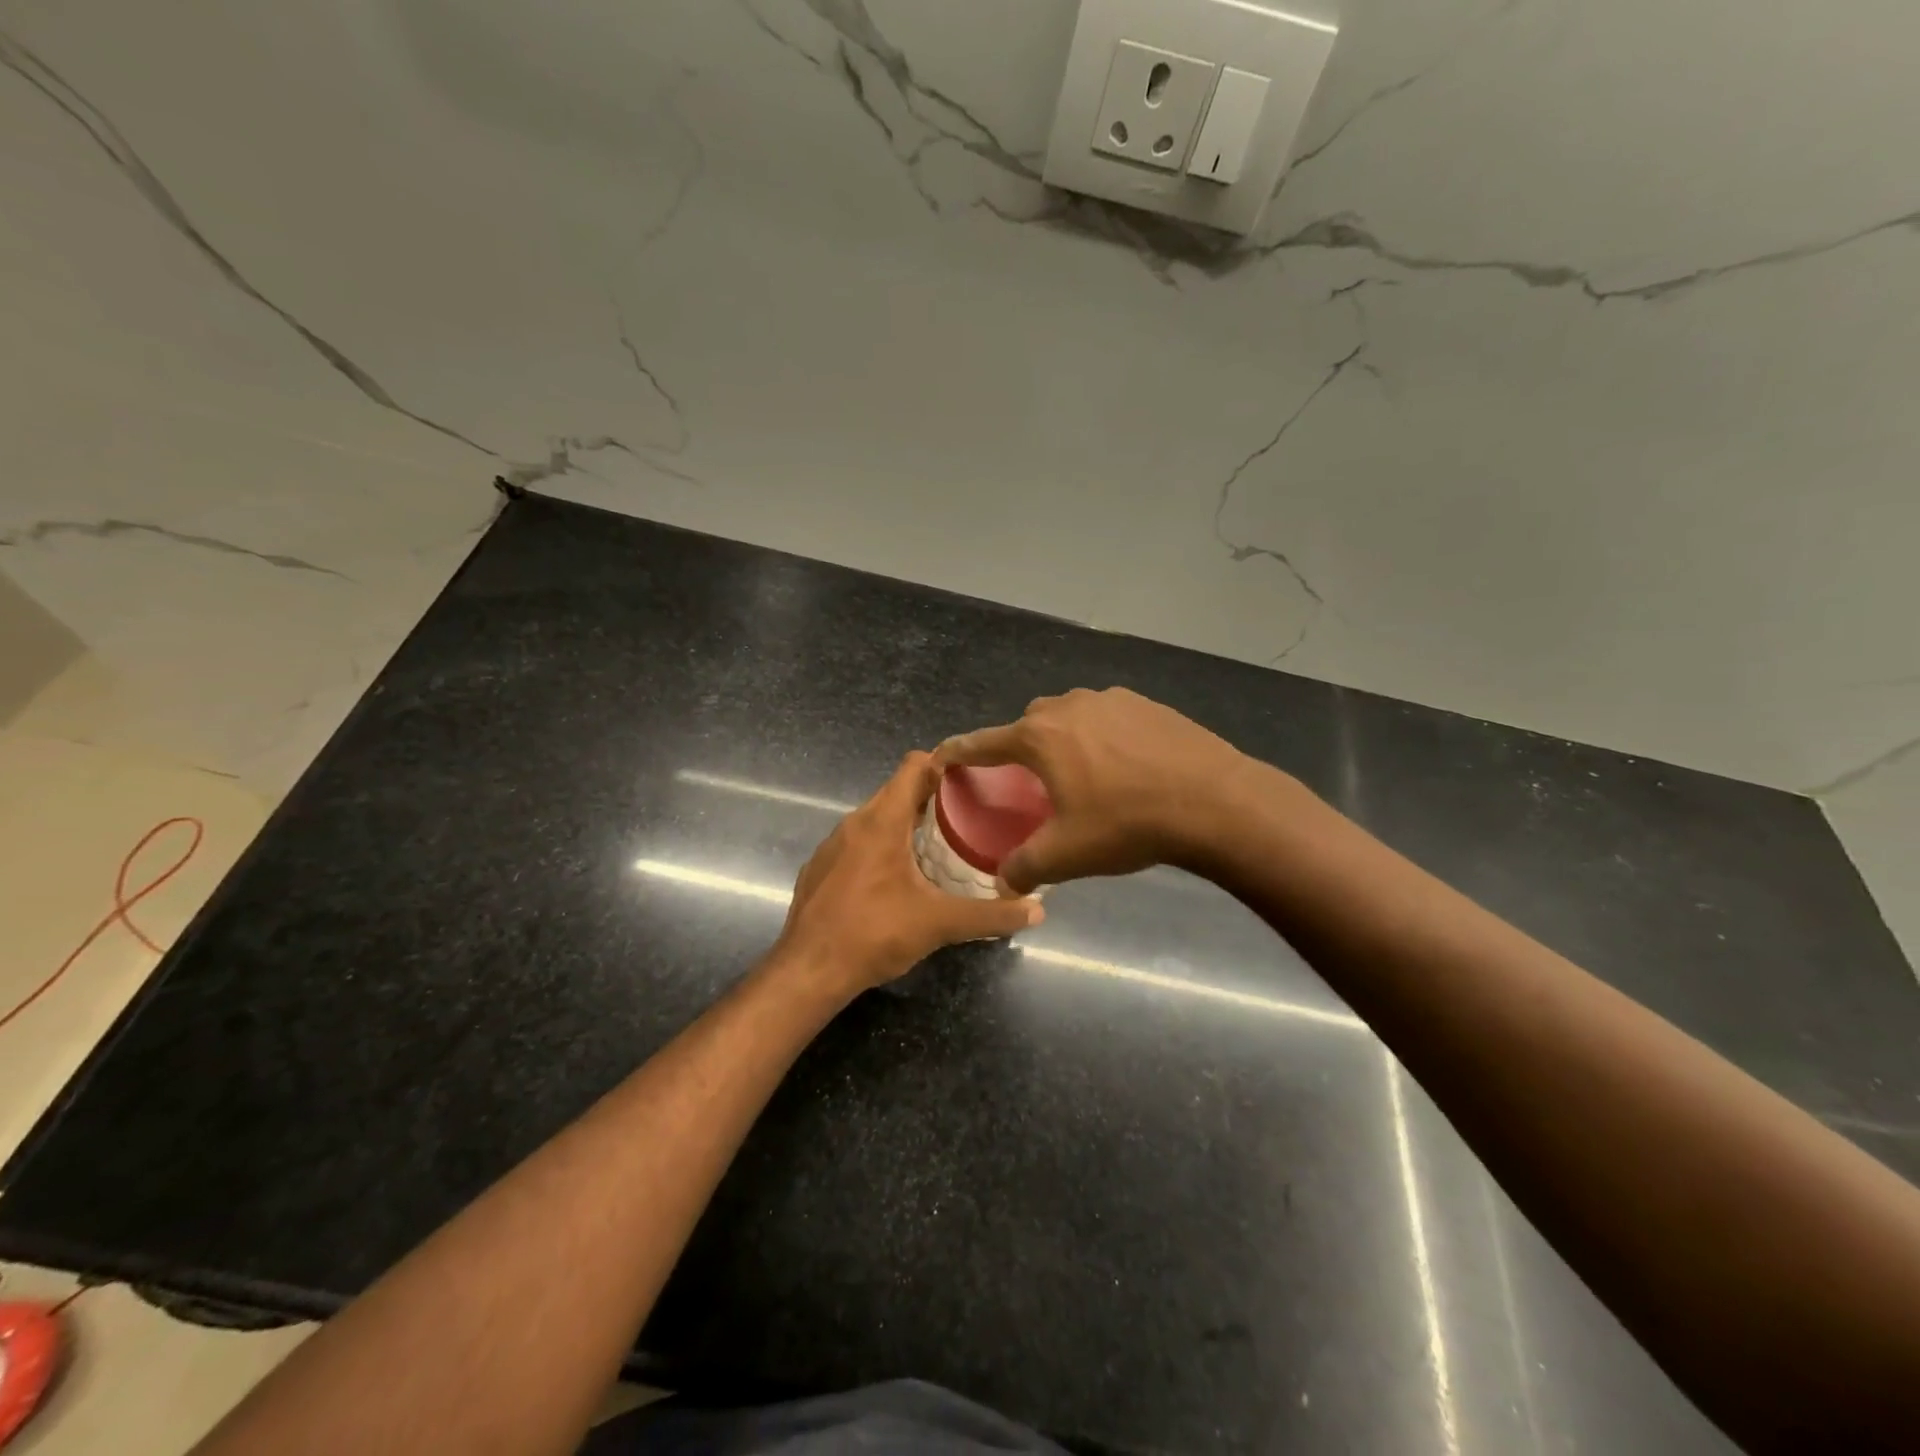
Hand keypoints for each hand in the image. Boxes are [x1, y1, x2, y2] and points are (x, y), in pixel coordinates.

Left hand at [776, 751, 1043, 994]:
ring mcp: (832, 845)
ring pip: (875, 818)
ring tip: (938, 845)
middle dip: (931, 797)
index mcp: (882, 821)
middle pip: (896, 791)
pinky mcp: (819, 868)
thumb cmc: (874, 934)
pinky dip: (880, 847)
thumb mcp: (940, 924)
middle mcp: (853, 822)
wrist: (807, 972)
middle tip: (967, 816)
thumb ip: (991, 915)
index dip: (943, 764)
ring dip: (905, 824)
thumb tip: (1037, 909)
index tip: (972, 779)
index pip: (913, 766)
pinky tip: (896, 878)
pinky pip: (856, 843)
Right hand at [934, 688, 1256, 893]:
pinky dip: (1103, 735)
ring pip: (1071, 715)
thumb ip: (1024, 867)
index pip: (984, 741)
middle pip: (1029, 723)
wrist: (1213, 802)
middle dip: (1021, 745)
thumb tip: (1003, 883)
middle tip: (1031, 779)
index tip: (942, 756)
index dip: (959, 751)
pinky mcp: (1148, 705)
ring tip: (1082, 772)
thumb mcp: (1067, 855)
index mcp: (1040, 737)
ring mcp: (1112, 700)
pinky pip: (1109, 716)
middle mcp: (1070, 707)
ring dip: (1064, 737)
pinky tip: (1125, 765)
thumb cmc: (1127, 824)